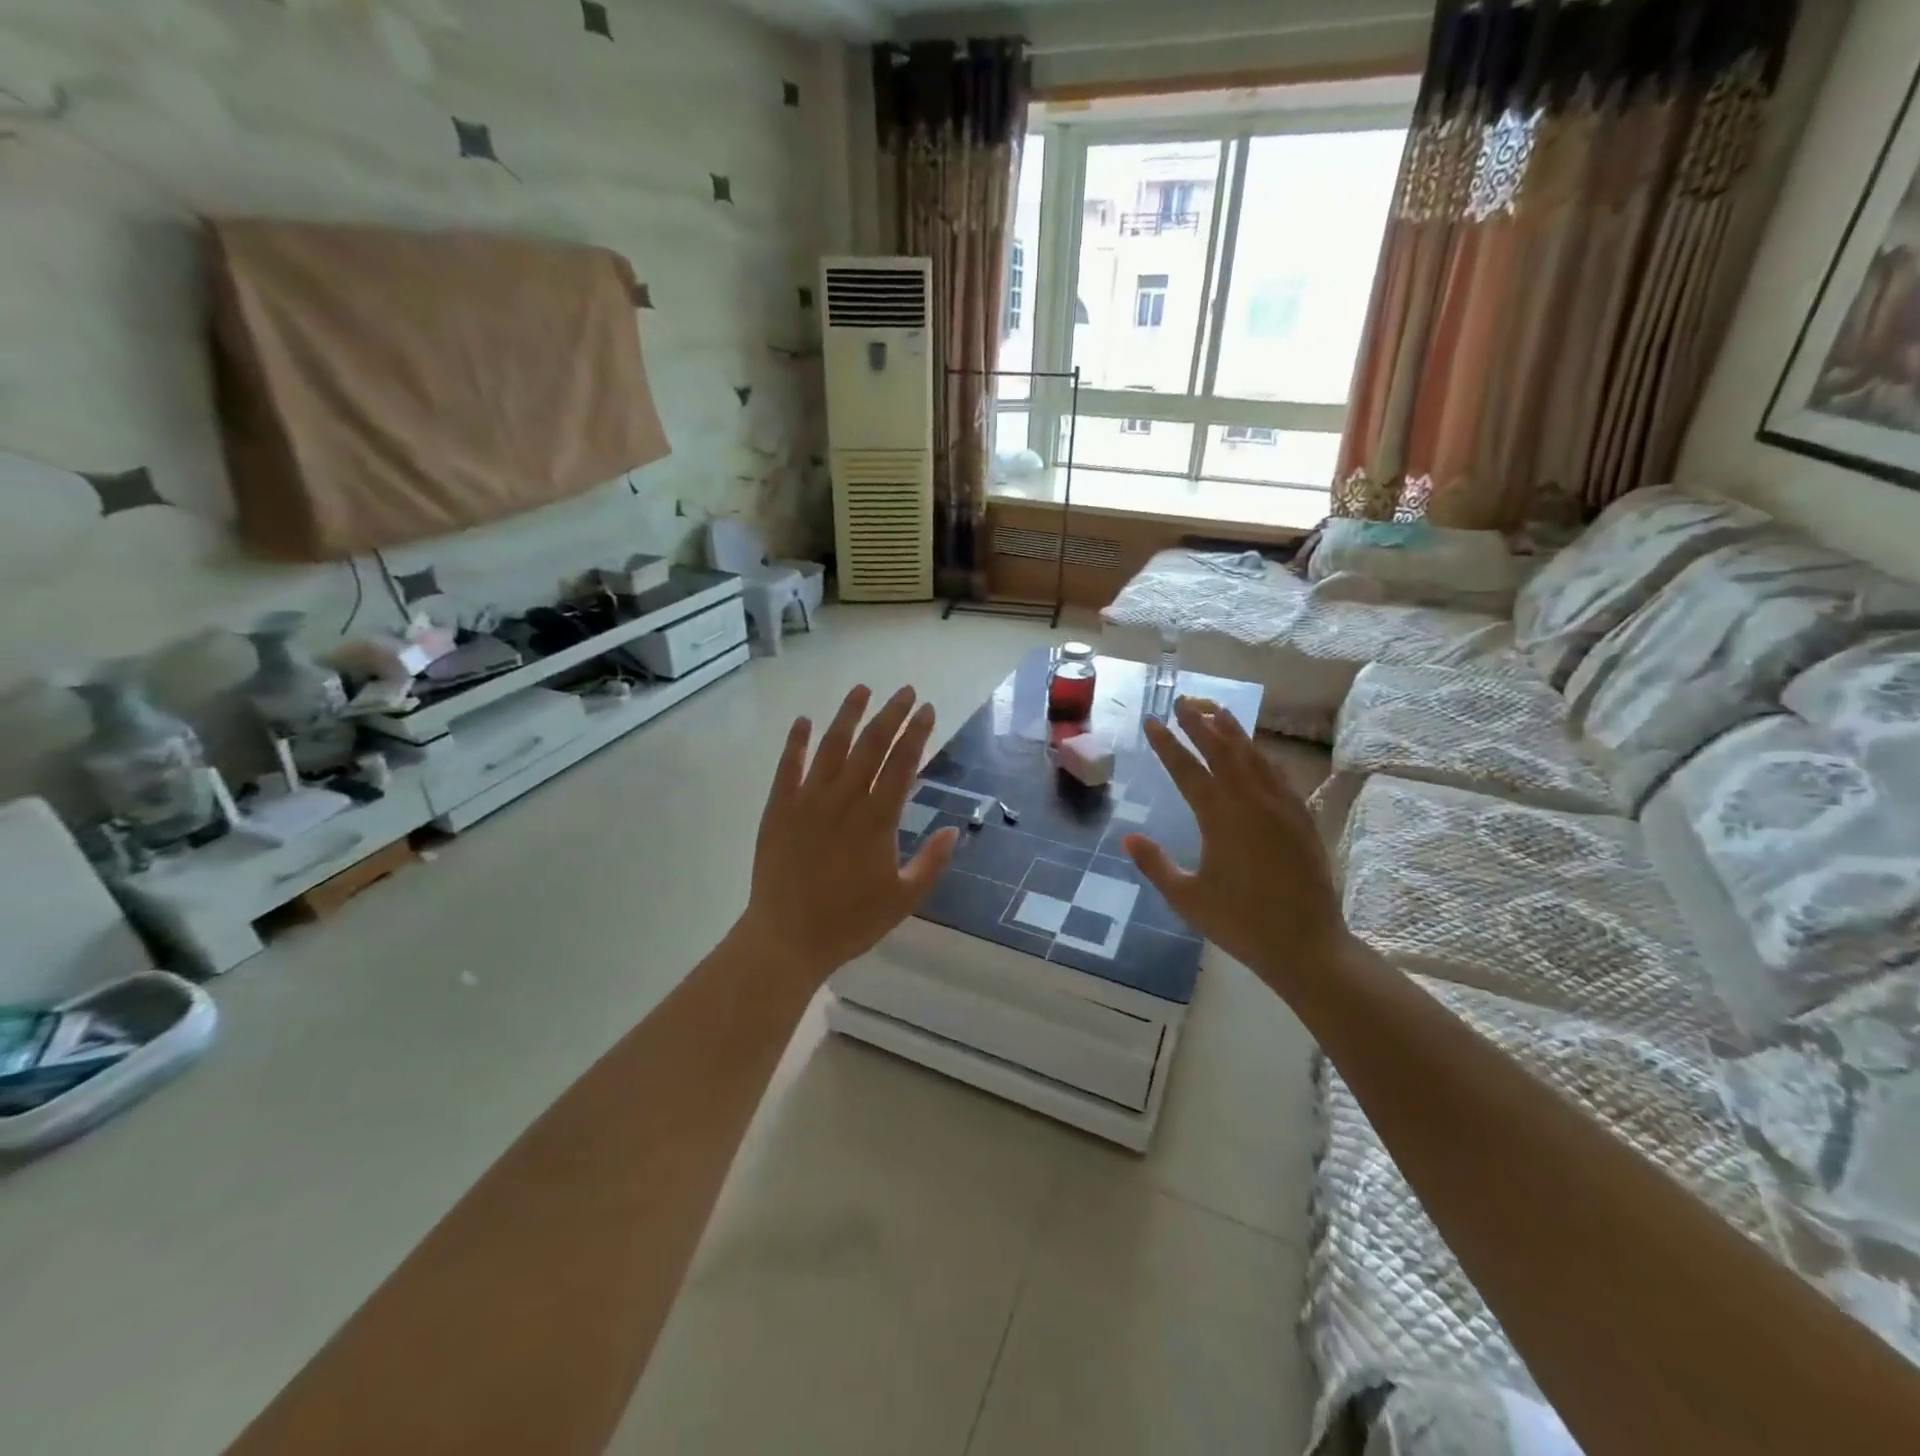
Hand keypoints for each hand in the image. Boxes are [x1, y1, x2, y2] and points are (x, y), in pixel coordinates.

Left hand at [735, 684, 958, 986]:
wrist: (787, 939)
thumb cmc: (850, 922)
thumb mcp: (903, 899)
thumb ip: (931, 863)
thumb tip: (954, 830)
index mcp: (877, 821)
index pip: (902, 765)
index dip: (917, 734)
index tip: (927, 709)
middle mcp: (844, 801)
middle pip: (871, 747)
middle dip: (891, 715)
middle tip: (905, 691)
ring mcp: (807, 801)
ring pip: (831, 747)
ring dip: (848, 716)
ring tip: (862, 690)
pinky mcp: (778, 809)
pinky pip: (788, 767)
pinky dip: (796, 742)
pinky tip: (804, 720)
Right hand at [1122, 698, 1357, 994]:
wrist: (1307, 944)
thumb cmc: (1240, 923)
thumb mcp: (1186, 898)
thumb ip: (1155, 865)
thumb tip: (1128, 838)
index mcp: (1219, 817)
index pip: (1187, 769)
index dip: (1167, 744)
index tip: (1152, 721)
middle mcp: (1251, 802)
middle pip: (1222, 750)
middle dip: (1199, 723)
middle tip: (1182, 701)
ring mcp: (1281, 807)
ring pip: (1254, 756)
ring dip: (1233, 731)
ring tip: (1216, 711)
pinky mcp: (1302, 818)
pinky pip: (1279, 775)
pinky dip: (1262, 757)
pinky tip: (1257, 752)